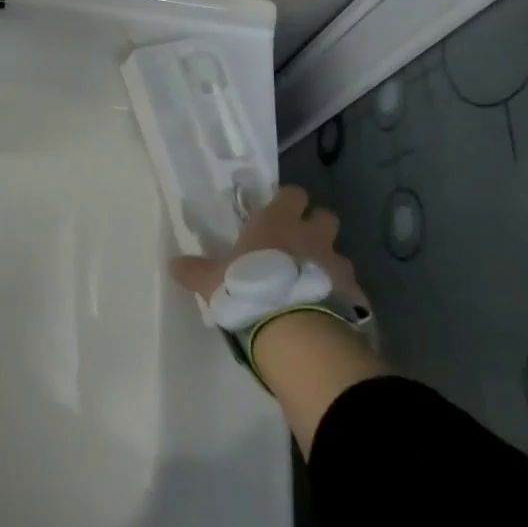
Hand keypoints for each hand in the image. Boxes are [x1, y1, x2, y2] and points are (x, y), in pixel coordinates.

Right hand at [168, 184, 368, 315]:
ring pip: (337, 254)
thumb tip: (173, 264)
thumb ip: (194, 270)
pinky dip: (338, 296)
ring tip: (309, 286)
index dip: (287, 202)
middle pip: (325, 217)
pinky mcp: (354, 295)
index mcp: (276, 223)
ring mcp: (337, 264)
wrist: (296, 333)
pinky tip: (324, 312)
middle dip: (315, 228)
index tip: (276, 214)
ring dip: (326, 265)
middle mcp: (310, 236)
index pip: (292, 194)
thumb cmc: (248, 290)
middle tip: (296, 246)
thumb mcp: (211, 281)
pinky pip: (348, 289)